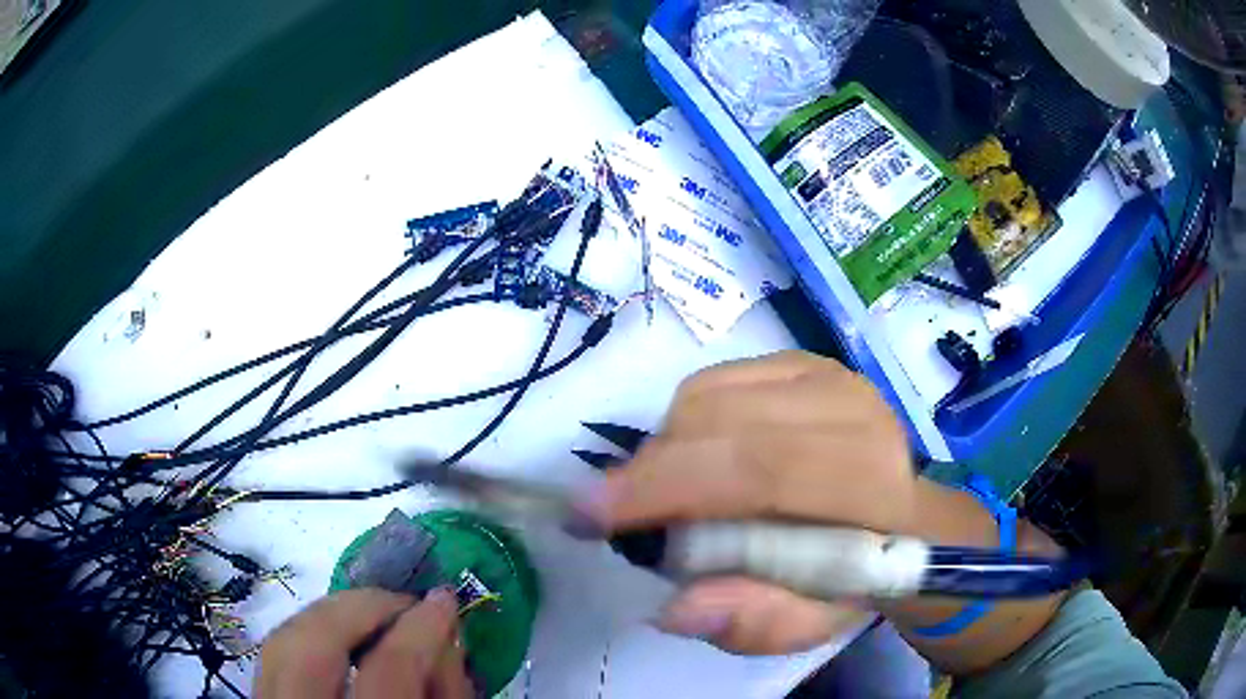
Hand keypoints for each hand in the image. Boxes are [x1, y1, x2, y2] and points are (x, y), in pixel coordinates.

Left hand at [255, 588, 472, 698]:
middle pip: (311, 647)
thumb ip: (446, 696)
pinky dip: (308, 636)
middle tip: (401, 601)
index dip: (419, 631)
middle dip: (359, 608)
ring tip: (372, 613)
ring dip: (329, 616)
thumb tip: (442, 637)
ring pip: (281, 644)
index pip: (387, 675)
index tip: (442, 603)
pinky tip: (338, 638)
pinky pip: (275, 657)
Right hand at [582, 351, 917, 654]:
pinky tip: (695, 460)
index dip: (667, 489)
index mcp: (871, 480)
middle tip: (604, 514)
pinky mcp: (801, 362)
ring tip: (665, 496)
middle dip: (648, 472)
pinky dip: (683, 423)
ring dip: (665, 450)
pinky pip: (712, 380)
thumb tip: (677, 609)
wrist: (901, 515)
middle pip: (723, 425)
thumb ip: (758, 623)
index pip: (761, 470)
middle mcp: (853, 410)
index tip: (589, 518)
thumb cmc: (860, 573)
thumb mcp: (817, 622)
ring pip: (708, 397)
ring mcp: (827, 375)